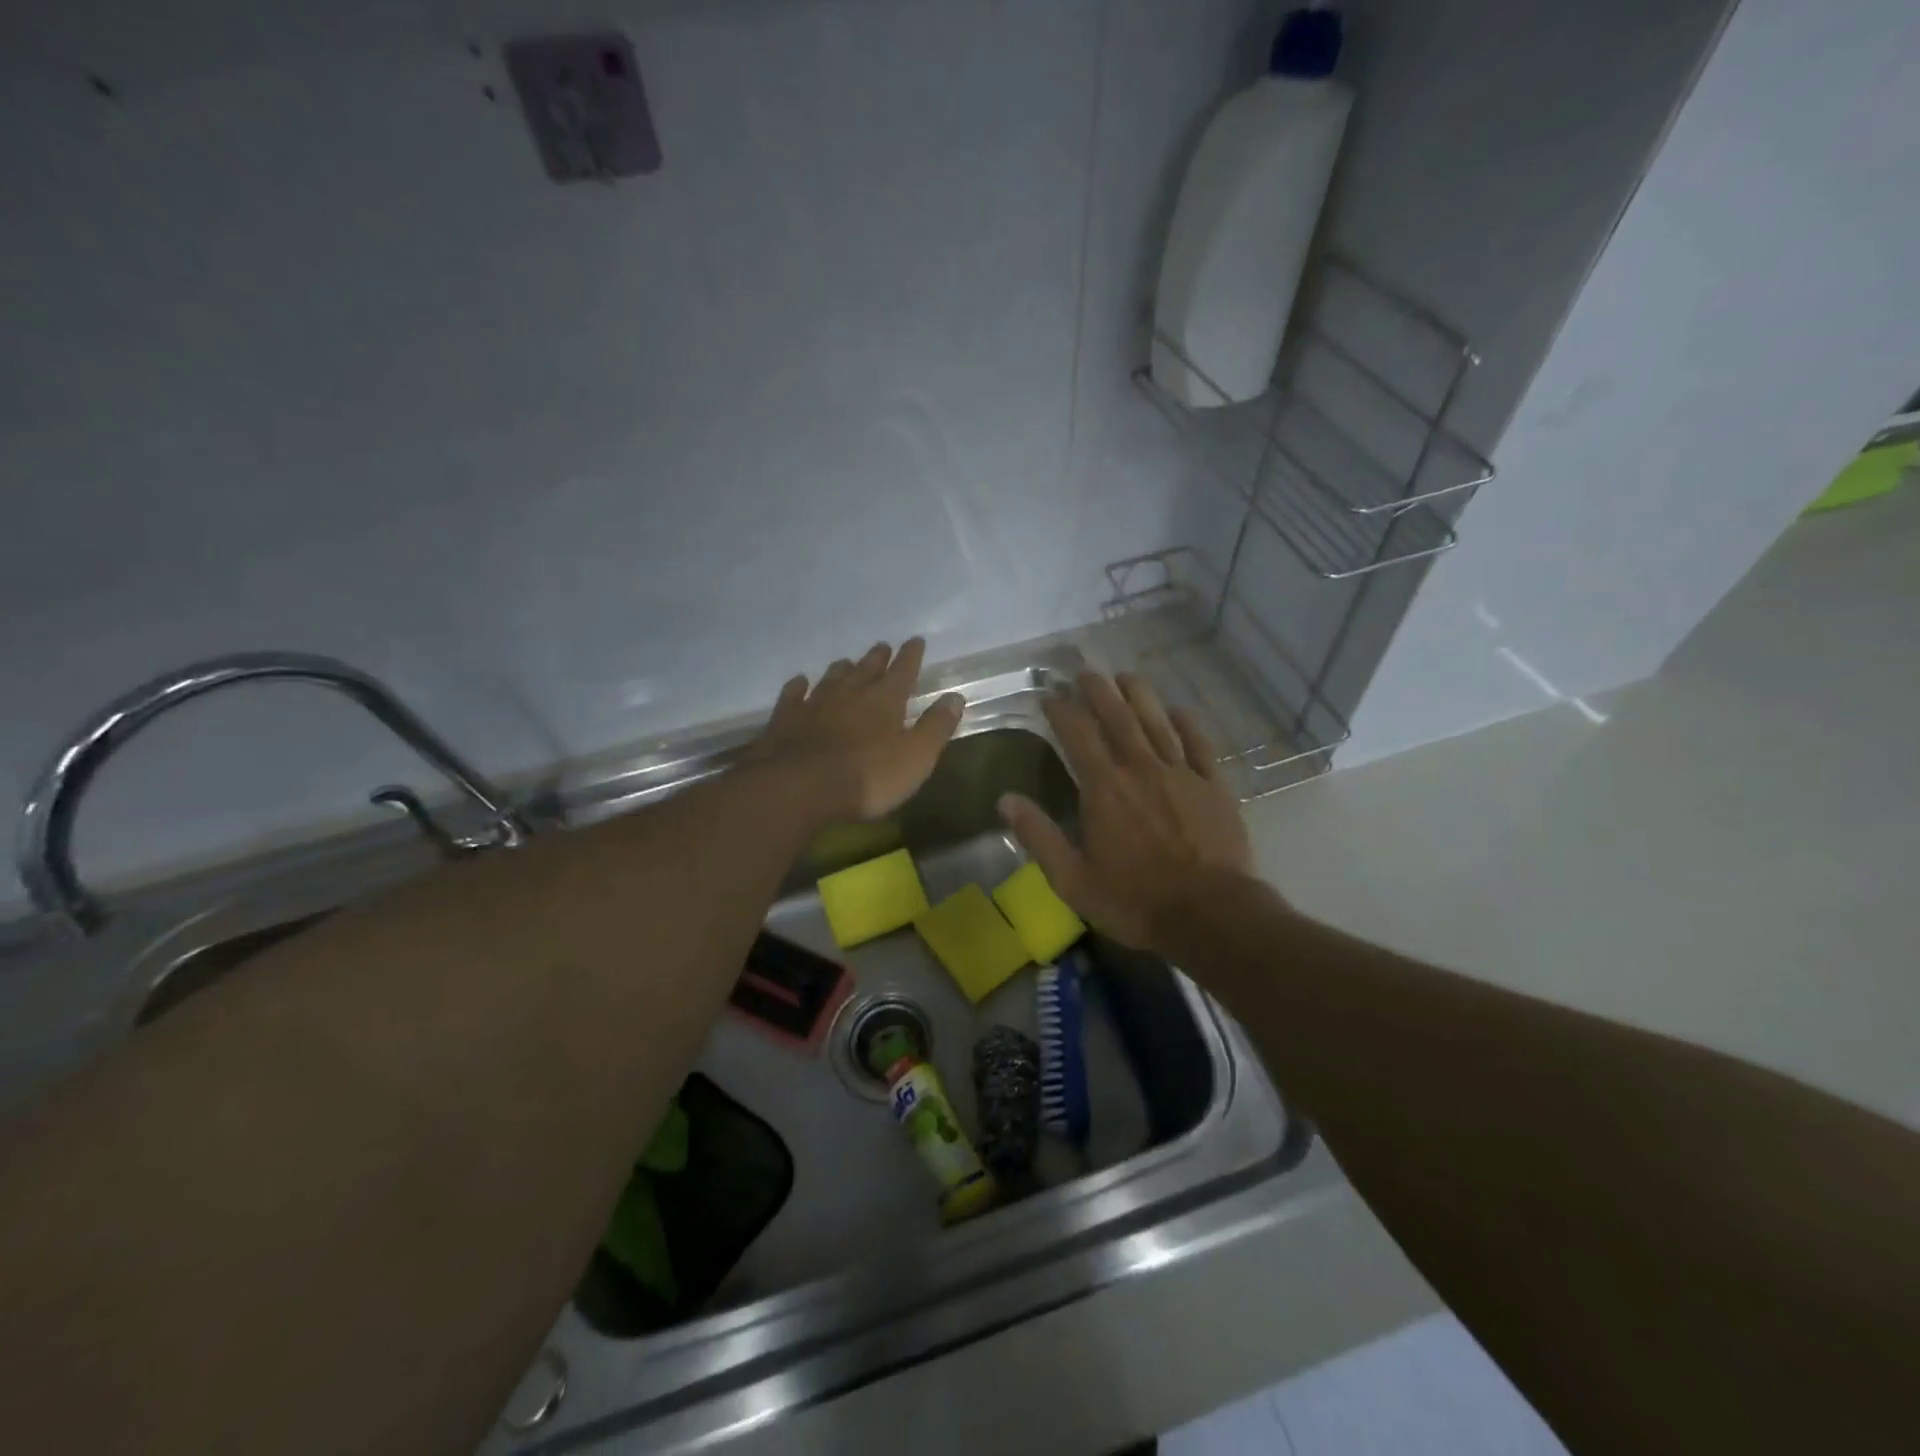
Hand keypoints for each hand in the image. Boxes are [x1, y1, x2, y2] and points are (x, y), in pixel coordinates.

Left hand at [745, 638, 965, 822]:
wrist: (799, 787)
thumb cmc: (867, 777)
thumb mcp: (915, 758)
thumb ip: (935, 727)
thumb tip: (955, 697)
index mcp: (885, 701)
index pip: (903, 670)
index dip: (911, 656)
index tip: (915, 640)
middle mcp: (850, 693)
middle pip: (867, 669)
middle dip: (877, 659)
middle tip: (882, 647)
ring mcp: (814, 704)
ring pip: (832, 678)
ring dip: (842, 669)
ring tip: (846, 663)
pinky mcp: (785, 719)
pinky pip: (793, 695)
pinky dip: (799, 687)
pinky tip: (799, 683)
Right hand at [998, 671, 1255, 952]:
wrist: (1210, 915)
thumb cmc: (1134, 900)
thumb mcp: (1073, 879)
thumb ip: (1039, 836)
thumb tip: (1004, 799)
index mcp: (1104, 789)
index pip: (1077, 735)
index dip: (1062, 709)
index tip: (1049, 694)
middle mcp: (1141, 769)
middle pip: (1117, 717)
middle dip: (1098, 690)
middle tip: (1085, 671)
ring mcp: (1181, 774)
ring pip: (1157, 722)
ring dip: (1139, 695)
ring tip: (1125, 675)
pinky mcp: (1214, 786)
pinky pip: (1199, 744)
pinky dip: (1188, 724)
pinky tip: (1179, 710)